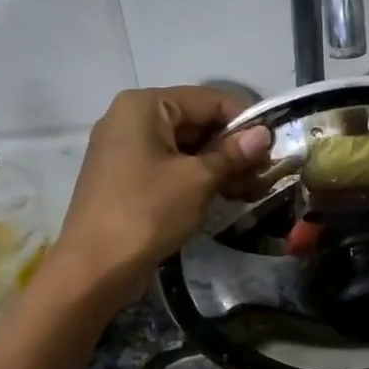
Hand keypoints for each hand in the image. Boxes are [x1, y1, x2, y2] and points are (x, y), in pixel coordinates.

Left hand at [44, 87, 270, 313]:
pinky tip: (224, 195)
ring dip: (219, 164)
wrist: (94, 268)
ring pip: (184, 146)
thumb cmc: (147, 212)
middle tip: (265, 172)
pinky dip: (197, 177)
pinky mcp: (126, 177)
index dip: (245, 120)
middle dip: (232, 145)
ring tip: (251, 188)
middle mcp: (131, 118)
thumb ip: (233, 153)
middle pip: (196, 121)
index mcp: (144, 106)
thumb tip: (264, 135)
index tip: (274, 146)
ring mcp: (125, 149)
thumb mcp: (197, 180)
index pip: (209, 99)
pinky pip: (169, 166)